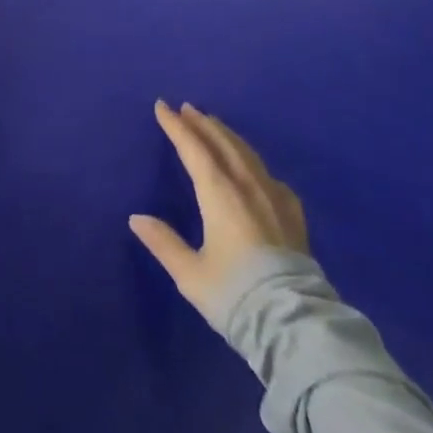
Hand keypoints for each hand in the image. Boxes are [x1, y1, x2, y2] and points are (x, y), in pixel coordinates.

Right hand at [130, 100, 308, 318]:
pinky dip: (254, 162)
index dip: (176, 127)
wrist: (296, 325)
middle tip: (187, 108)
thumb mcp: (191, 274)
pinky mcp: (293, 216)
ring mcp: (274, 198)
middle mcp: (247, 187)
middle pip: (223, 144)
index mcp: (220, 194)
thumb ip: (164, 243)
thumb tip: (136, 218)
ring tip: (215, 124)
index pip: (194, 149)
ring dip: (227, 135)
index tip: (162, 107)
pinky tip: (255, 168)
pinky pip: (269, 175)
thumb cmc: (236, 295)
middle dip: (203, 124)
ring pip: (247, 154)